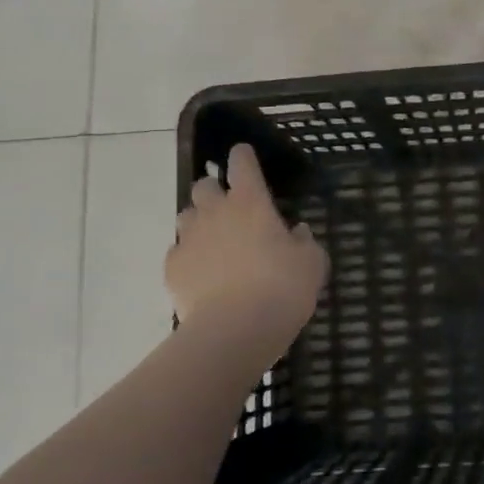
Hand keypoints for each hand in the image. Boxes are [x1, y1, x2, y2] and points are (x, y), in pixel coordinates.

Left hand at [168, 144, 326, 345]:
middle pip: (204, 186)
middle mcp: (215, 212)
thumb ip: (304, 242)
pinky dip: (189, 256)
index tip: (243, 155)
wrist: (236, 329)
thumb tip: (297, 232)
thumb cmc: (282, 288)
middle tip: (229, 209)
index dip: (242, 156)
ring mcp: (189, 239)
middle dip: (214, 191)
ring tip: (214, 242)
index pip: (242, 163)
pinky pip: (178, 251)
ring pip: (186, 216)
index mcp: (251, 202)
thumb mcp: (312, 264)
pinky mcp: (172, 267)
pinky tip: (202, 274)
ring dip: (199, 222)